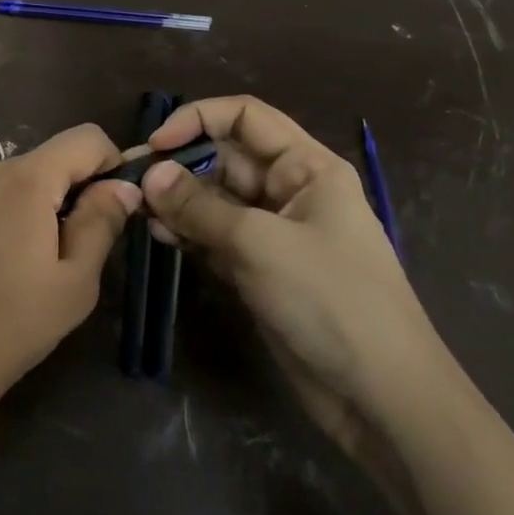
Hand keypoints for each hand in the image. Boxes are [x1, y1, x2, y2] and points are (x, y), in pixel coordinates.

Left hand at [0, 124, 139, 446]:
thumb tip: (121, 184)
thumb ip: (100, 225)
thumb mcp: (73, 288)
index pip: (82, 138)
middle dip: (43, 203)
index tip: (104, 202)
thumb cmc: (4, 332)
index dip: (104, 162)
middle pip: (26, 171)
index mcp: (24, 182)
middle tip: (37, 263)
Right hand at [140, 96, 453, 493]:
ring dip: (177, 201)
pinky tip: (159, 238)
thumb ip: (199, 206)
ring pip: (214, 198)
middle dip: (178, 165)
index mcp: (307, 167)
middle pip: (224, 157)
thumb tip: (149, 173)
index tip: (156, 144)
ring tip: (141, 214)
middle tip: (132, 183)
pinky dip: (187, 233)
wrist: (382, 397)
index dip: (198, 119)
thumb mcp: (260, 244)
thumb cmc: (332, 301)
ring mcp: (273, 232)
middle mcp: (289, 190)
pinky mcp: (259, 268)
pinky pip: (214, 236)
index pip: (245, 117)